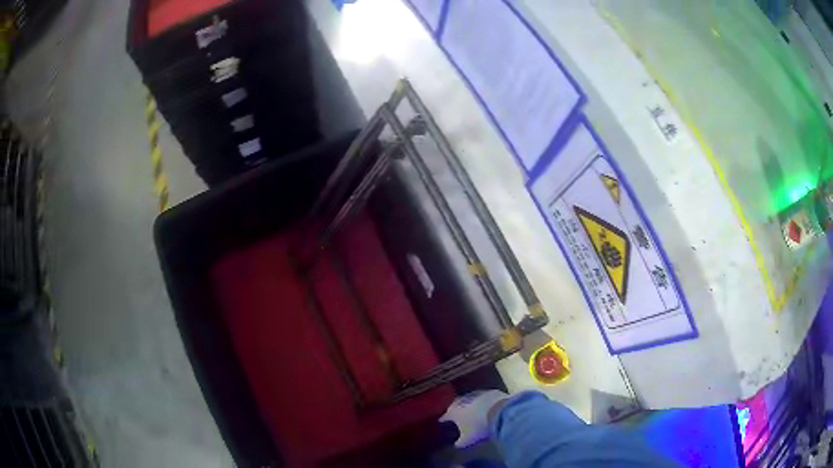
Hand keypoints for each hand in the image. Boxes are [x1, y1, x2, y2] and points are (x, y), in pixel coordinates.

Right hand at [439, 390, 508, 447]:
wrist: (499, 411)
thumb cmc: (479, 426)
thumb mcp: (468, 439)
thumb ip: (460, 442)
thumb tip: (457, 445)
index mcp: (454, 412)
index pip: (445, 415)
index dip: (443, 419)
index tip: (442, 421)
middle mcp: (462, 401)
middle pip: (455, 404)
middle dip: (455, 409)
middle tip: (455, 413)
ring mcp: (476, 394)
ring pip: (468, 399)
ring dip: (468, 403)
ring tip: (470, 409)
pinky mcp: (489, 391)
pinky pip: (482, 396)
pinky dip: (481, 400)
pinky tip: (484, 404)